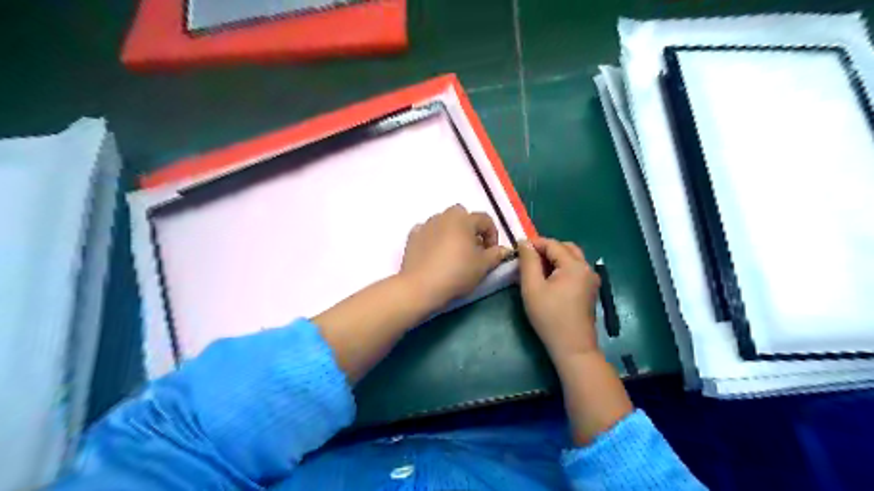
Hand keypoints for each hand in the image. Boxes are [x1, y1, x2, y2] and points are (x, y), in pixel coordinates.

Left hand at [401, 204, 512, 308]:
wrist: (421, 286)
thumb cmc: (457, 273)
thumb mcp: (483, 266)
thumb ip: (496, 254)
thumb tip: (504, 249)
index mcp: (464, 219)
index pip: (485, 220)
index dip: (493, 235)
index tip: (492, 253)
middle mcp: (444, 216)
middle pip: (463, 216)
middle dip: (471, 230)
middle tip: (473, 250)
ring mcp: (426, 224)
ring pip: (444, 222)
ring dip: (452, 232)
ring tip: (454, 253)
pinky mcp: (412, 236)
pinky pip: (428, 232)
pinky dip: (434, 238)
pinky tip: (436, 253)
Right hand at [517, 238, 601, 359]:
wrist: (573, 347)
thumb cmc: (549, 317)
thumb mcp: (532, 288)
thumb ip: (528, 261)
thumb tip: (524, 242)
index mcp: (574, 265)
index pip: (553, 244)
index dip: (535, 243)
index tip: (518, 250)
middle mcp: (587, 267)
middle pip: (566, 248)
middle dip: (546, 249)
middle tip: (528, 259)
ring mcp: (592, 279)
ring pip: (572, 258)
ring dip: (555, 258)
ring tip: (537, 270)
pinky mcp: (591, 289)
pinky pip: (576, 269)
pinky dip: (563, 267)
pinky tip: (550, 280)